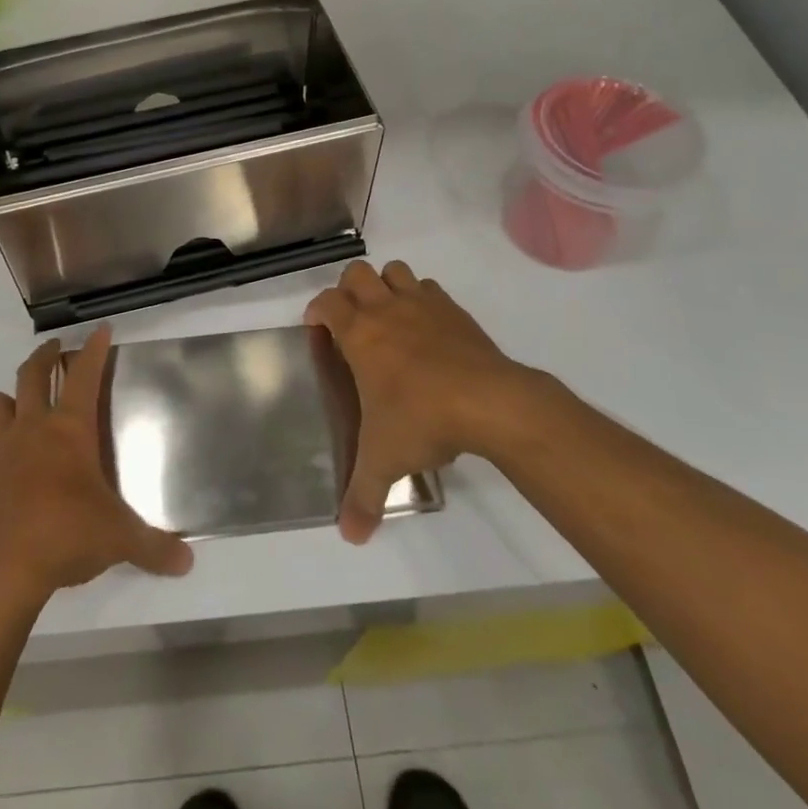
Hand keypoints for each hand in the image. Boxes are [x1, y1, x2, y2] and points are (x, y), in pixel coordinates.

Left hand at [0, 327, 193, 607]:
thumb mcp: (119, 540)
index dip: (94, 349)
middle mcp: (32, 429)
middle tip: (55, 348)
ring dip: (10, 395)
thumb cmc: (65, 535)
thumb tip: (187, 563)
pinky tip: (12, 465)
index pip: (83, 375)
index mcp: (69, 430)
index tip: (100, 329)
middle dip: (44, 355)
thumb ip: (154, 547)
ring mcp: (0, 450)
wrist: (0, 569)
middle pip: (31, 374)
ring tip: (23, 402)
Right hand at [306, 260, 557, 543]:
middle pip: (357, 273)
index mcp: (359, 334)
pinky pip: (430, 289)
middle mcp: (386, 309)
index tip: (318, 330)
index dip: (317, 311)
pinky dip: (422, 299)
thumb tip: (350, 537)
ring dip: (386, 286)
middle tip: (352, 321)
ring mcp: (423, 305)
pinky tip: (428, 329)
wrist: (490, 402)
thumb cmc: (423, 420)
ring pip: (396, 271)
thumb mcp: (385, 461)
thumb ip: (363, 496)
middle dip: (349, 289)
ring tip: (389, 318)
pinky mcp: (456, 311)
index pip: (325, 303)